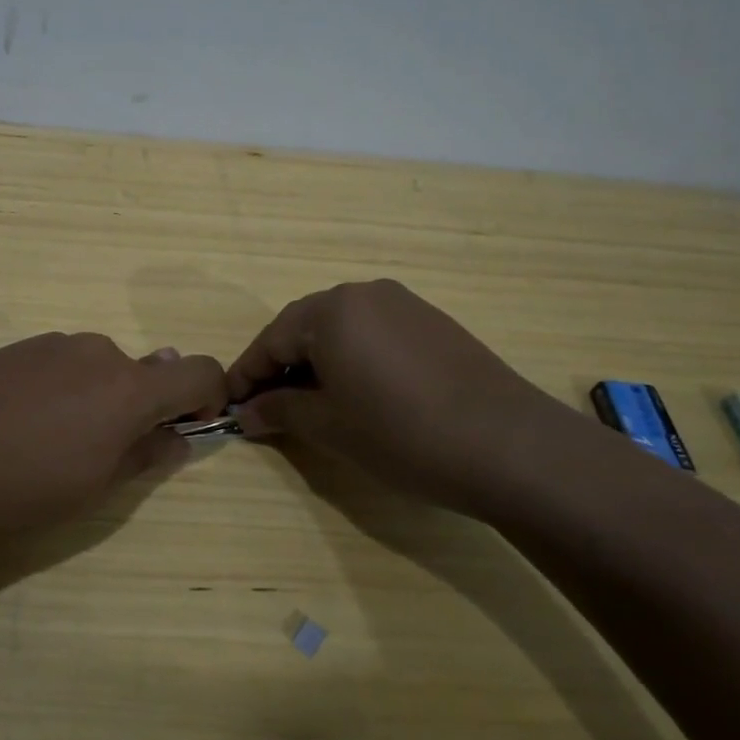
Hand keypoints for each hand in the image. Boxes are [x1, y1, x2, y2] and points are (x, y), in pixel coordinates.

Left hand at [0, 332, 227, 540]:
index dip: (208, 397)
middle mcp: (98, 352)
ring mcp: (52, 344)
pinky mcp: (15, 347)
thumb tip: (178, 437)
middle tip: (102, 453)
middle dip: (139, 407)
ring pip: (97, 368)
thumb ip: (146, 455)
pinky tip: (17, 425)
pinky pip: (58, 364)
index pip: (199, 371)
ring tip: (48, 443)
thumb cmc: (21, 488)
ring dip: (96, 398)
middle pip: (143, 371)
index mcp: (129, 388)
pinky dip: (59, 389)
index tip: (190, 426)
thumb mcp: (95, 487)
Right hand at [227, 280, 591, 511]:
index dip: (247, 374)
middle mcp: (365, 293)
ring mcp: (405, 304)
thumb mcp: (329, 426)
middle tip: (269, 408)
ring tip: (314, 404)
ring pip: (342, 330)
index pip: (271, 340)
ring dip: (318, 363)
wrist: (509, 446)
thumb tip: (247, 412)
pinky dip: (355, 360)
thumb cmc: (401, 433)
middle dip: (282, 367)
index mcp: (331, 309)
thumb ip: (280, 411)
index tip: (230, 405)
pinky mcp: (434, 323)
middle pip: (305, 328)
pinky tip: (361, 394)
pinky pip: (375, 335)